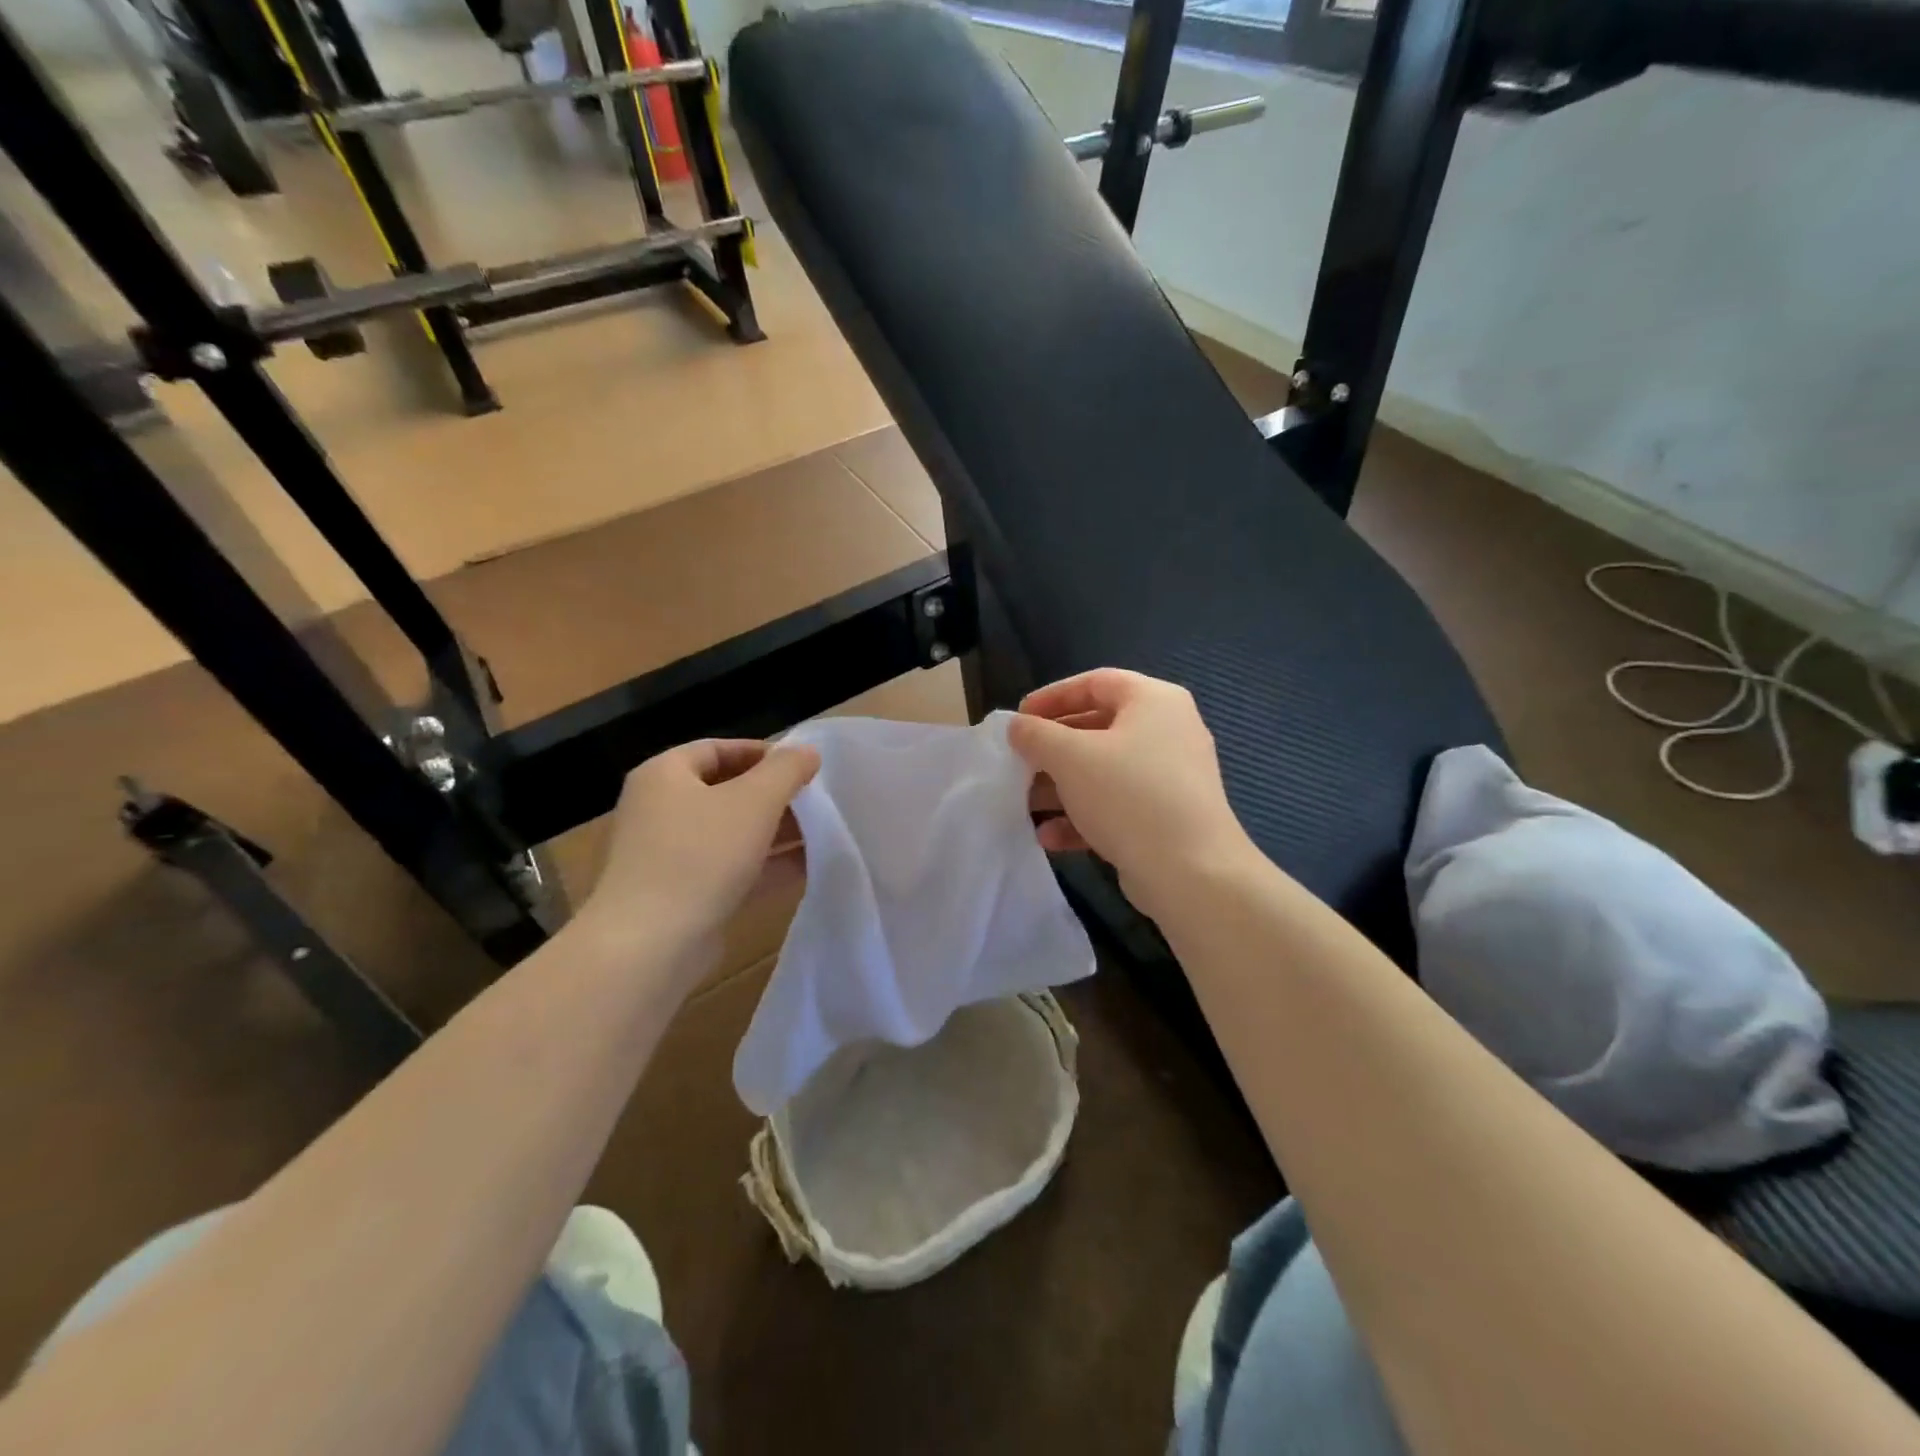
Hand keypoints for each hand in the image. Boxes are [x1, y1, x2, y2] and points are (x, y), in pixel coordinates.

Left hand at [572, 739, 819, 978]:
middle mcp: (660, 810)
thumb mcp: (754, 801)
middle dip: (773, 795)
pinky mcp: (682, 894)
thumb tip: (807, 751)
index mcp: (665, 775)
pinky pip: (729, 869)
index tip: (803, 765)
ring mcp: (668, 855)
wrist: (649, 945)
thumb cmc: (700, 856)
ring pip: (730, 833)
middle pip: (725, 791)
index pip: (718, 749)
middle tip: (815, 800)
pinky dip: (764, 866)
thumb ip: (786, 770)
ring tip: (820, 833)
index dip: (763, 753)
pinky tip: (806, 869)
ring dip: (774, 832)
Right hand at [1010, 670, 1255, 918]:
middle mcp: (1168, 731)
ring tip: (1026, 804)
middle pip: (1098, 728)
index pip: (1095, 683)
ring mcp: (1170, 777)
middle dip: (1052, 749)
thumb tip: (1017, 726)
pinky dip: (1084, 815)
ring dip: (1062, 786)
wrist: (1192, 872)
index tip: (1019, 719)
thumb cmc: (1129, 795)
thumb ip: (1036, 735)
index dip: (1052, 697)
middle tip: (1020, 762)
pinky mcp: (1167, 816)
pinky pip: (1117, 804)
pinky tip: (1051, 836)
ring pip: (1104, 771)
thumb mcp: (1070, 757)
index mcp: (1154, 701)